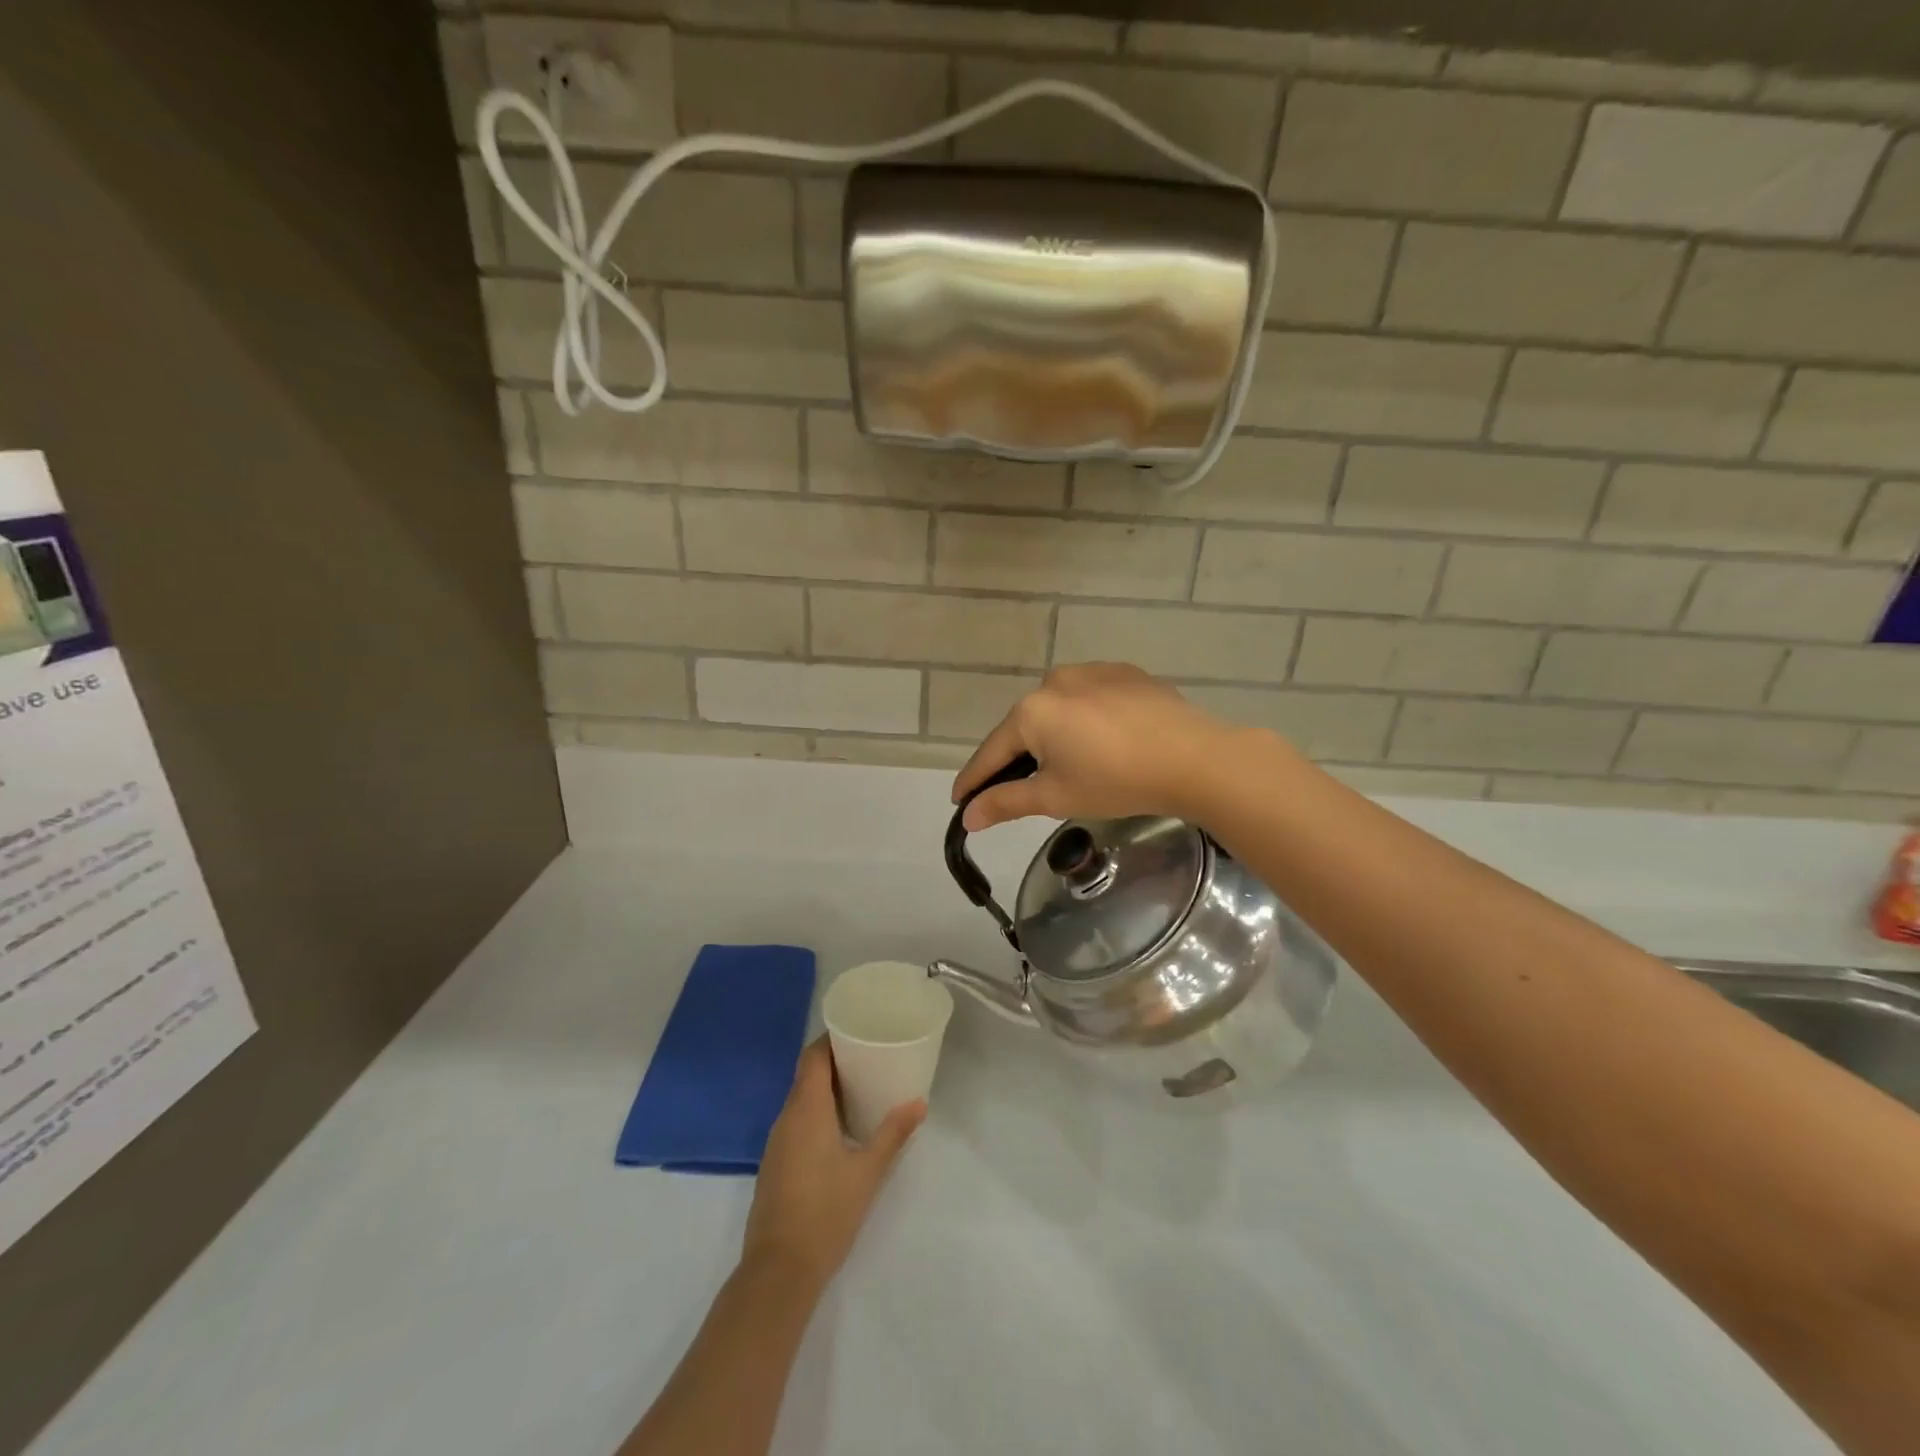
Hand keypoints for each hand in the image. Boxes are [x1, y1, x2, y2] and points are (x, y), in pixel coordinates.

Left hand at [743, 1039, 923, 1291]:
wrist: (779, 1271)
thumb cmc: (826, 1212)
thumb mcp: (868, 1171)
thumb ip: (893, 1134)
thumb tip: (919, 1102)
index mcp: (806, 1109)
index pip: (813, 1056)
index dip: (832, 1039)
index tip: (858, 1031)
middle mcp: (786, 1118)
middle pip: (807, 1075)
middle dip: (835, 1062)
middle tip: (870, 1058)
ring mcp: (777, 1143)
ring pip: (801, 1100)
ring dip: (826, 1090)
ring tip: (861, 1089)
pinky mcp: (775, 1165)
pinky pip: (796, 1123)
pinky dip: (817, 1114)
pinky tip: (840, 1129)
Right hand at [952, 662, 1245, 830]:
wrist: (1193, 758)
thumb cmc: (1115, 781)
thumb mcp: (1055, 797)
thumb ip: (1006, 802)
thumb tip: (967, 817)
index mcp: (1031, 711)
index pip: (992, 752)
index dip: (975, 780)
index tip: (959, 801)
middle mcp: (1054, 681)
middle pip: (1024, 727)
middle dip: (1016, 758)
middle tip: (1015, 788)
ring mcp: (1091, 671)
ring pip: (1057, 709)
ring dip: (1052, 736)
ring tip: (1065, 765)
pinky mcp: (1124, 672)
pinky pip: (1089, 698)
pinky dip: (1084, 720)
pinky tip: (1101, 741)